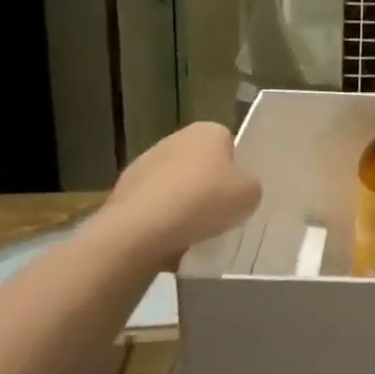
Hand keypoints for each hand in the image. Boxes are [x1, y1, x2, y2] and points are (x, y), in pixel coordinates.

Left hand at [100, 122, 260, 267]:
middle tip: (222, 215)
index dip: (237, 170)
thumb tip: (240, 190)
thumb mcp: (249, 195)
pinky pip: (154, 207)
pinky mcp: (124, 192)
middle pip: (202, 165)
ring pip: (176, 187)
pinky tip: (171, 242)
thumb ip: (251, 187)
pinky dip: (162, 222)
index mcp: (208, 131)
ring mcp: (144, 164)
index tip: (240, 193)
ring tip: (196, 235)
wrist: (140, 230)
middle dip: (209, 187)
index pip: (230, 145)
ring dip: (184, 205)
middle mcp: (175, 139)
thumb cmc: (203, 201)